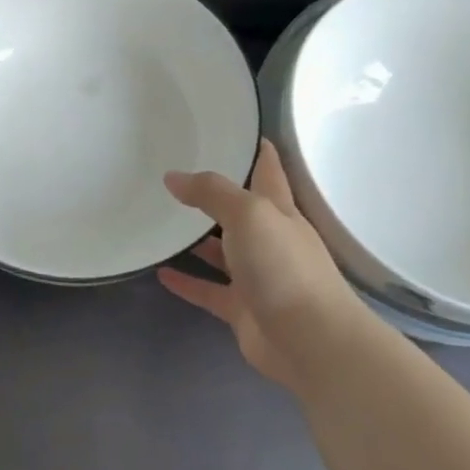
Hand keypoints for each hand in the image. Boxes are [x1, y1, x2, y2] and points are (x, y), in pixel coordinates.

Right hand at [158, 139, 381, 393]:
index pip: (268, 170)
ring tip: (161, 221)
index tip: (234, 128)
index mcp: (279, 211)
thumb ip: (212, 193)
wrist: (310, 341)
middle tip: (176, 175)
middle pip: (240, 210)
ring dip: (197, 239)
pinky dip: (187, 282)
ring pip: (222, 251)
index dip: (256, 149)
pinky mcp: (242, 309)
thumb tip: (173, 177)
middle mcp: (269, 239)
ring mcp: (256, 276)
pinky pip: (208, 290)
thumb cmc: (284, 267)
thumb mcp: (249, 215)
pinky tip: (160, 272)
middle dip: (215, 194)